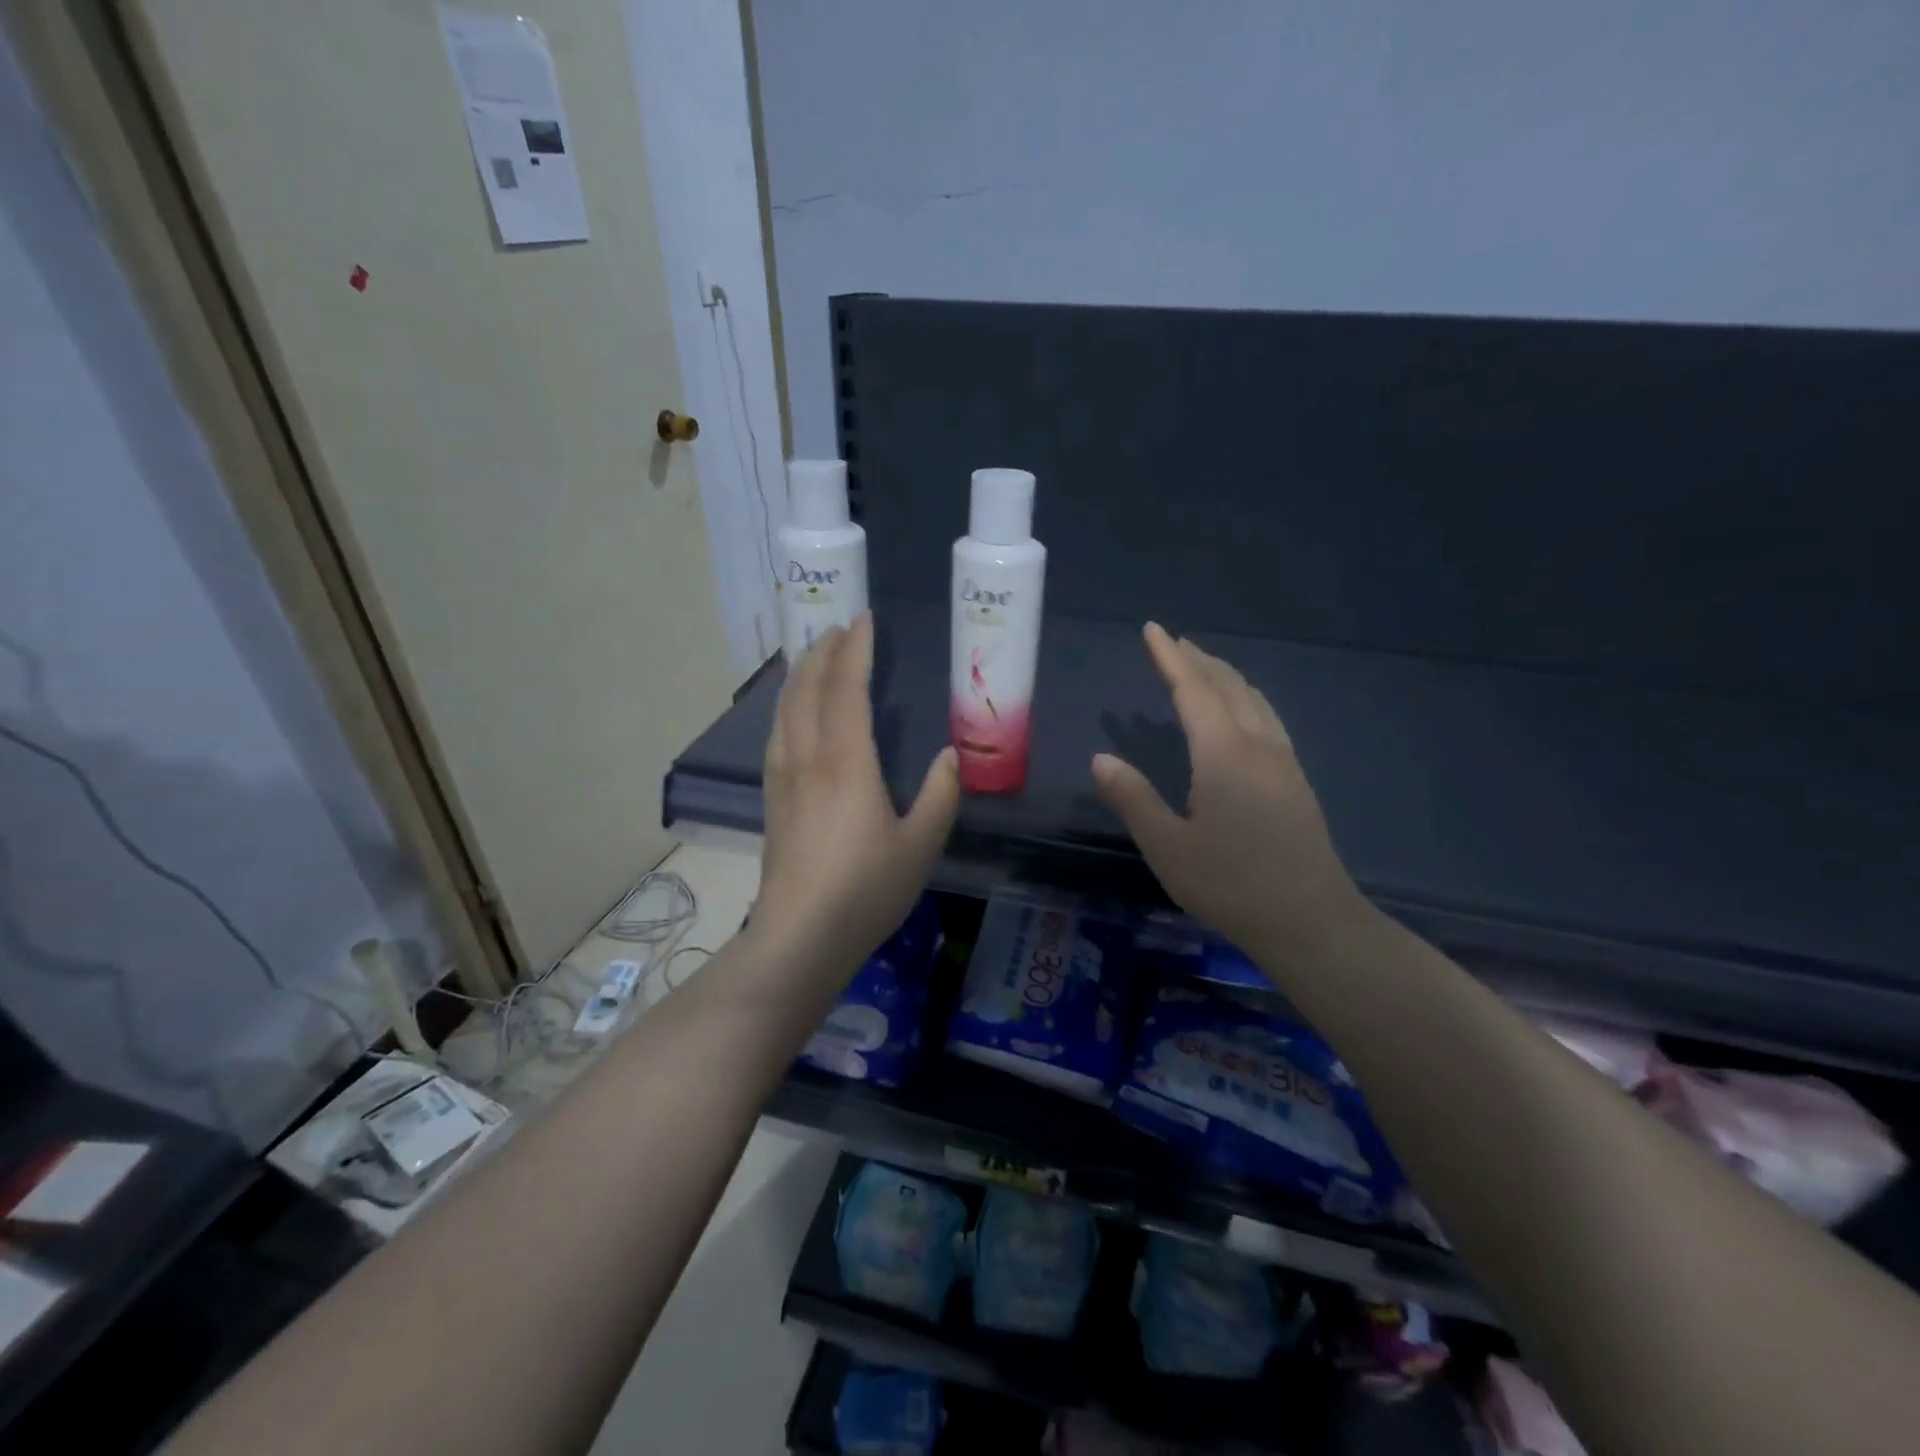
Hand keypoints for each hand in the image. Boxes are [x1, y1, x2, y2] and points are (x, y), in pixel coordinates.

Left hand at [753, 614, 959, 982]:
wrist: (800, 936)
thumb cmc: (866, 889)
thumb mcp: (921, 845)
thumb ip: (940, 795)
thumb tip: (949, 757)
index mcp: (845, 761)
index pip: (846, 688)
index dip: (855, 650)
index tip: (863, 620)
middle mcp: (807, 757)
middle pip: (807, 688)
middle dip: (822, 652)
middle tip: (838, 628)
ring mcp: (782, 777)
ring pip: (785, 709)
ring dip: (800, 674)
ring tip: (814, 657)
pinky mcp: (772, 799)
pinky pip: (777, 733)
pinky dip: (787, 706)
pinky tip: (793, 714)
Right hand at [1092, 622, 1368, 960]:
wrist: (1312, 921)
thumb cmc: (1232, 884)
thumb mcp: (1168, 847)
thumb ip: (1132, 799)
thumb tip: (1101, 758)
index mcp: (1222, 754)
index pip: (1192, 690)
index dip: (1169, 658)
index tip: (1152, 630)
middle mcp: (1257, 745)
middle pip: (1227, 686)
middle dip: (1197, 660)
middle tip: (1172, 642)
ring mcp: (1283, 761)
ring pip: (1253, 699)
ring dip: (1225, 676)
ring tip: (1204, 666)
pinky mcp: (1296, 780)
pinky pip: (1267, 717)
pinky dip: (1245, 697)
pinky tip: (1243, 713)